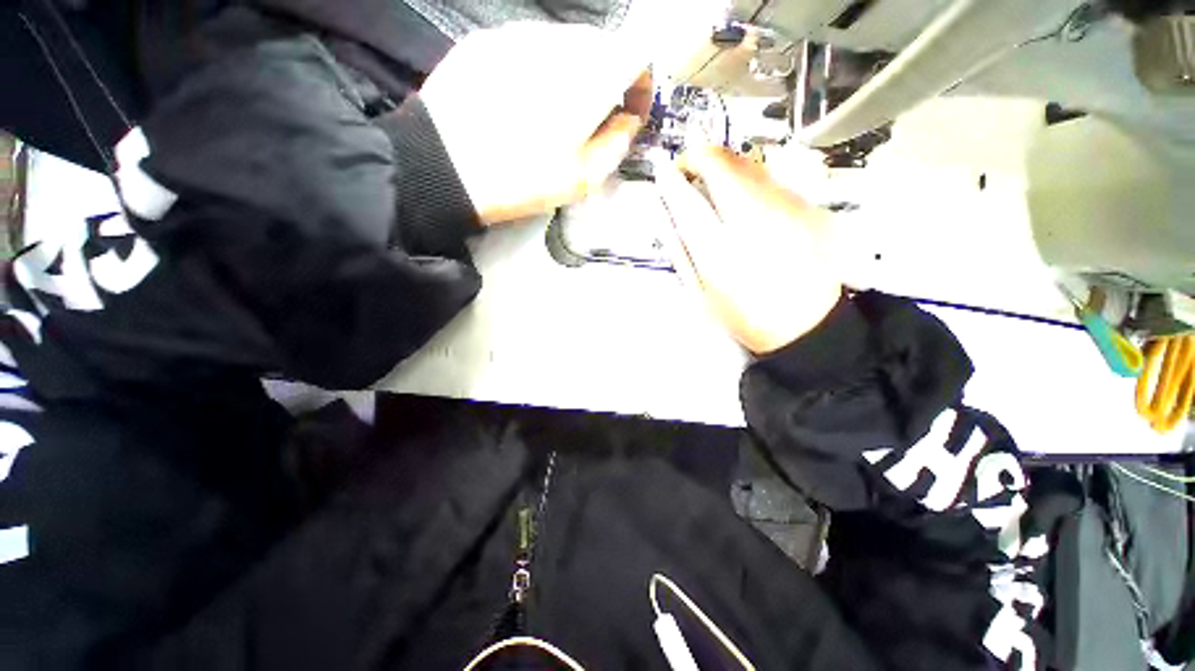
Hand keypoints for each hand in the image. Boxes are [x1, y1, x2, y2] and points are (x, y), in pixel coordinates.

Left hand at [420, 23, 651, 224]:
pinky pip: (528, 46)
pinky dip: (540, 68)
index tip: (632, 113)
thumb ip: (617, 144)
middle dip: (609, 80)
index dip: (640, 86)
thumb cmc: (522, 179)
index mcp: (587, 75)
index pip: (635, 57)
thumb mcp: (582, 177)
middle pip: (600, 47)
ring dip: (574, 73)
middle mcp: (555, 41)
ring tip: (558, 112)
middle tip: (596, 118)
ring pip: (563, 44)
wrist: (444, 167)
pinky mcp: (485, 41)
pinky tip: (525, 100)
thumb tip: (629, 120)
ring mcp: (516, 35)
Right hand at [656, 145, 841, 354]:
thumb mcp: (703, 293)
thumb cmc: (747, 314)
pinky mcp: (810, 206)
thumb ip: (682, 251)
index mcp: (725, 249)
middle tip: (688, 173)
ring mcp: (791, 206)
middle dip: (701, 158)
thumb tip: (669, 216)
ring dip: (726, 167)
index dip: (675, 177)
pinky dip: (751, 181)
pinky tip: (748, 205)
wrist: (809, 326)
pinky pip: (772, 179)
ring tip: (714, 187)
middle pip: (726, 163)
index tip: (665, 172)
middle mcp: (760, 216)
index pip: (691, 198)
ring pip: (751, 164)